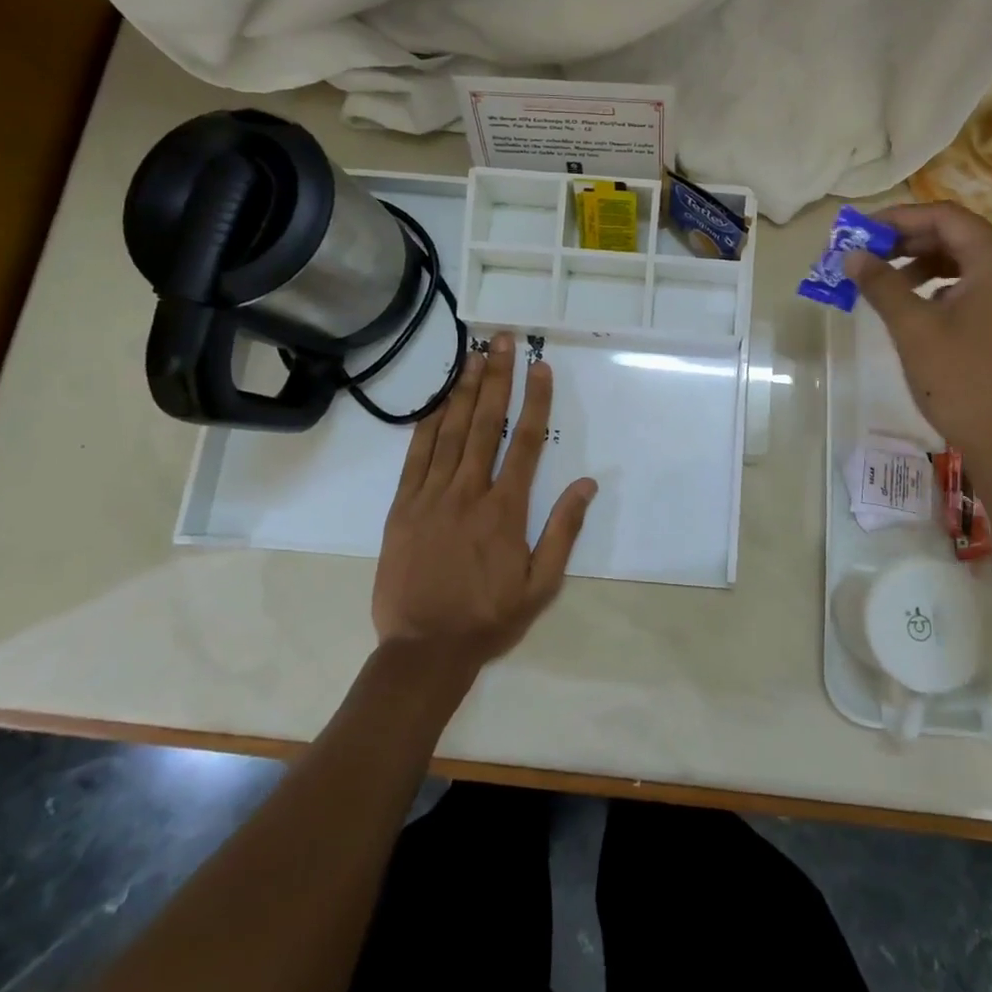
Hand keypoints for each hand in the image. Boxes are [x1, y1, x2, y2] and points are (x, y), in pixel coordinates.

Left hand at [372, 332, 596, 672]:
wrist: (422, 650)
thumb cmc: (488, 617)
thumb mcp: (541, 585)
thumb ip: (564, 531)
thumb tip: (588, 485)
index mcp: (505, 510)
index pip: (527, 442)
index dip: (536, 401)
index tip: (540, 367)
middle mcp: (469, 492)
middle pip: (486, 424)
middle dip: (496, 378)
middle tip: (502, 340)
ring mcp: (431, 497)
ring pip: (450, 432)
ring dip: (463, 390)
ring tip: (473, 355)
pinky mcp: (402, 508)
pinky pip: (416, 457)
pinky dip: (427, 425)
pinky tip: (436, 401)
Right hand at [843, 203, 991, 537]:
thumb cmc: (960, 380)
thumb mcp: (913, 327)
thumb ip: (881, 283)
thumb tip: (851, 255)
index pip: (944, 217)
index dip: (897, 218)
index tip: (858, 231)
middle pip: (956, 234)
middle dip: (906, 240)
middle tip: (865, 254)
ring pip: (965, 259)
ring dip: (921, 263)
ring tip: (883, 281)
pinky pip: (976, 283)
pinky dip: (942, 284)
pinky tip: (915, 303)